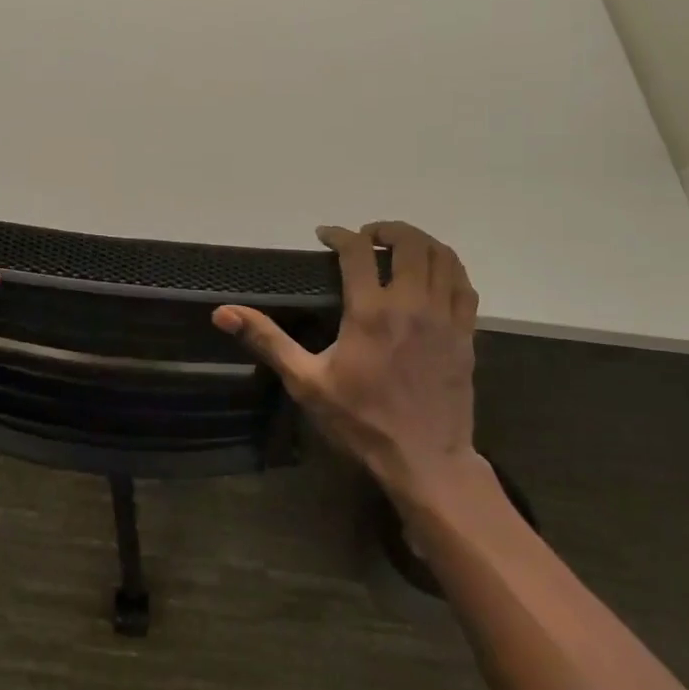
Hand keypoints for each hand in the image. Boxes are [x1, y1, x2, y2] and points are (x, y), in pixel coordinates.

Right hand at [213, 221, 478, 504]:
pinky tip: (433, 273)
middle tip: (367, 236)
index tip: (325, 235)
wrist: (424, 460)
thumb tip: (223, 312)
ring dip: (420, 241)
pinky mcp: (465, 334)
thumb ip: (267, 341)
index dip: (339, 234)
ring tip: (399, 247)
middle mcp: (411, 304)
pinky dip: (449, 267)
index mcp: (370, 312)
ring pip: (442, 257)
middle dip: (386, 229)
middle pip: (409, 242)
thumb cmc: (360, 421)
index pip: (358, 251)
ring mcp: (444, 317)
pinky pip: (464, 284)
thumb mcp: (306, 382)